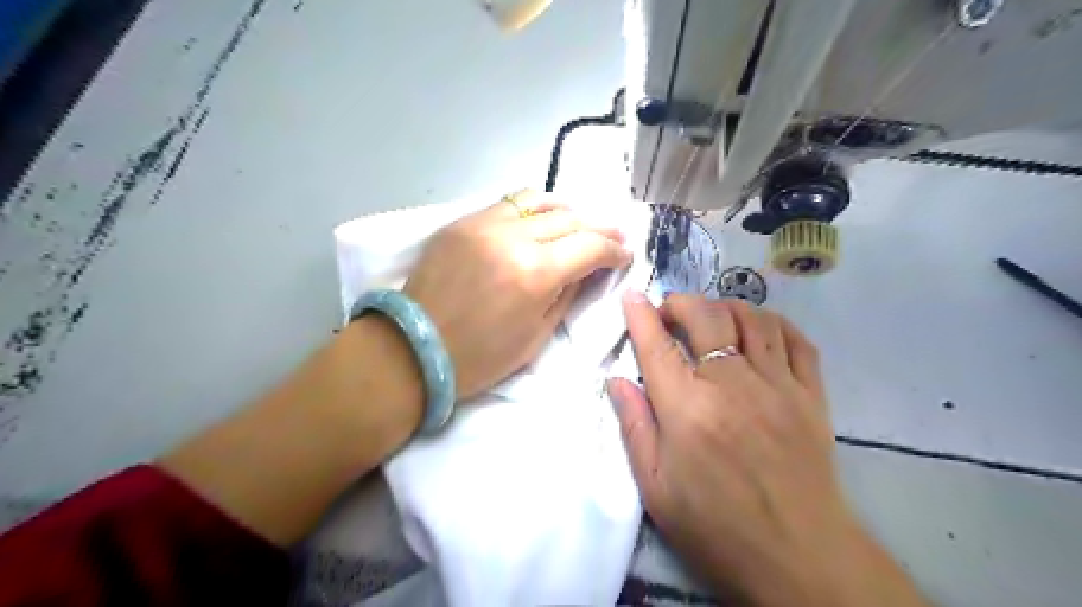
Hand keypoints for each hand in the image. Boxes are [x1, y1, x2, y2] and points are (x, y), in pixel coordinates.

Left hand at [408, 191, 635, 398]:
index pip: (590, 247)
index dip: (614, 250)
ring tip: (578, 223)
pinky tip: (539, 220)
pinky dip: (532, 209)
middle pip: (569, 219)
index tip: (624, 255)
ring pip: (539, 201)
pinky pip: (507, 204)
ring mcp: (483, 223)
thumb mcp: (537, 335)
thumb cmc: (481, 357)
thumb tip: (586, 269)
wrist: (414, 349)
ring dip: (566, 211)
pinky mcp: (462, 222)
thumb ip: (567, 294)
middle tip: (613, 236)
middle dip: (598, 228)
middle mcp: (513, 237)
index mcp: (535, 273)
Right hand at [612, 291, 925, 603]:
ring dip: (726, 307)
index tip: (632, 296)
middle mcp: (731, 385)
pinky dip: (774, 324)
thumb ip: (634, 427)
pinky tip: (758, 331)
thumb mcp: (655, 488)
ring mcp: (777, 386)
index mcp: (687, 410)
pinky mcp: (811, 395)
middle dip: (681, 303)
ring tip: (712, 320)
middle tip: (670, 313)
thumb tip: (617, 380)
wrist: (798, 557)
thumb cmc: (716, 525)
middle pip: (706, 317)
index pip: (657, 346)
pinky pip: (796, 340)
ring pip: (753, 318)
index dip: (641, 315)